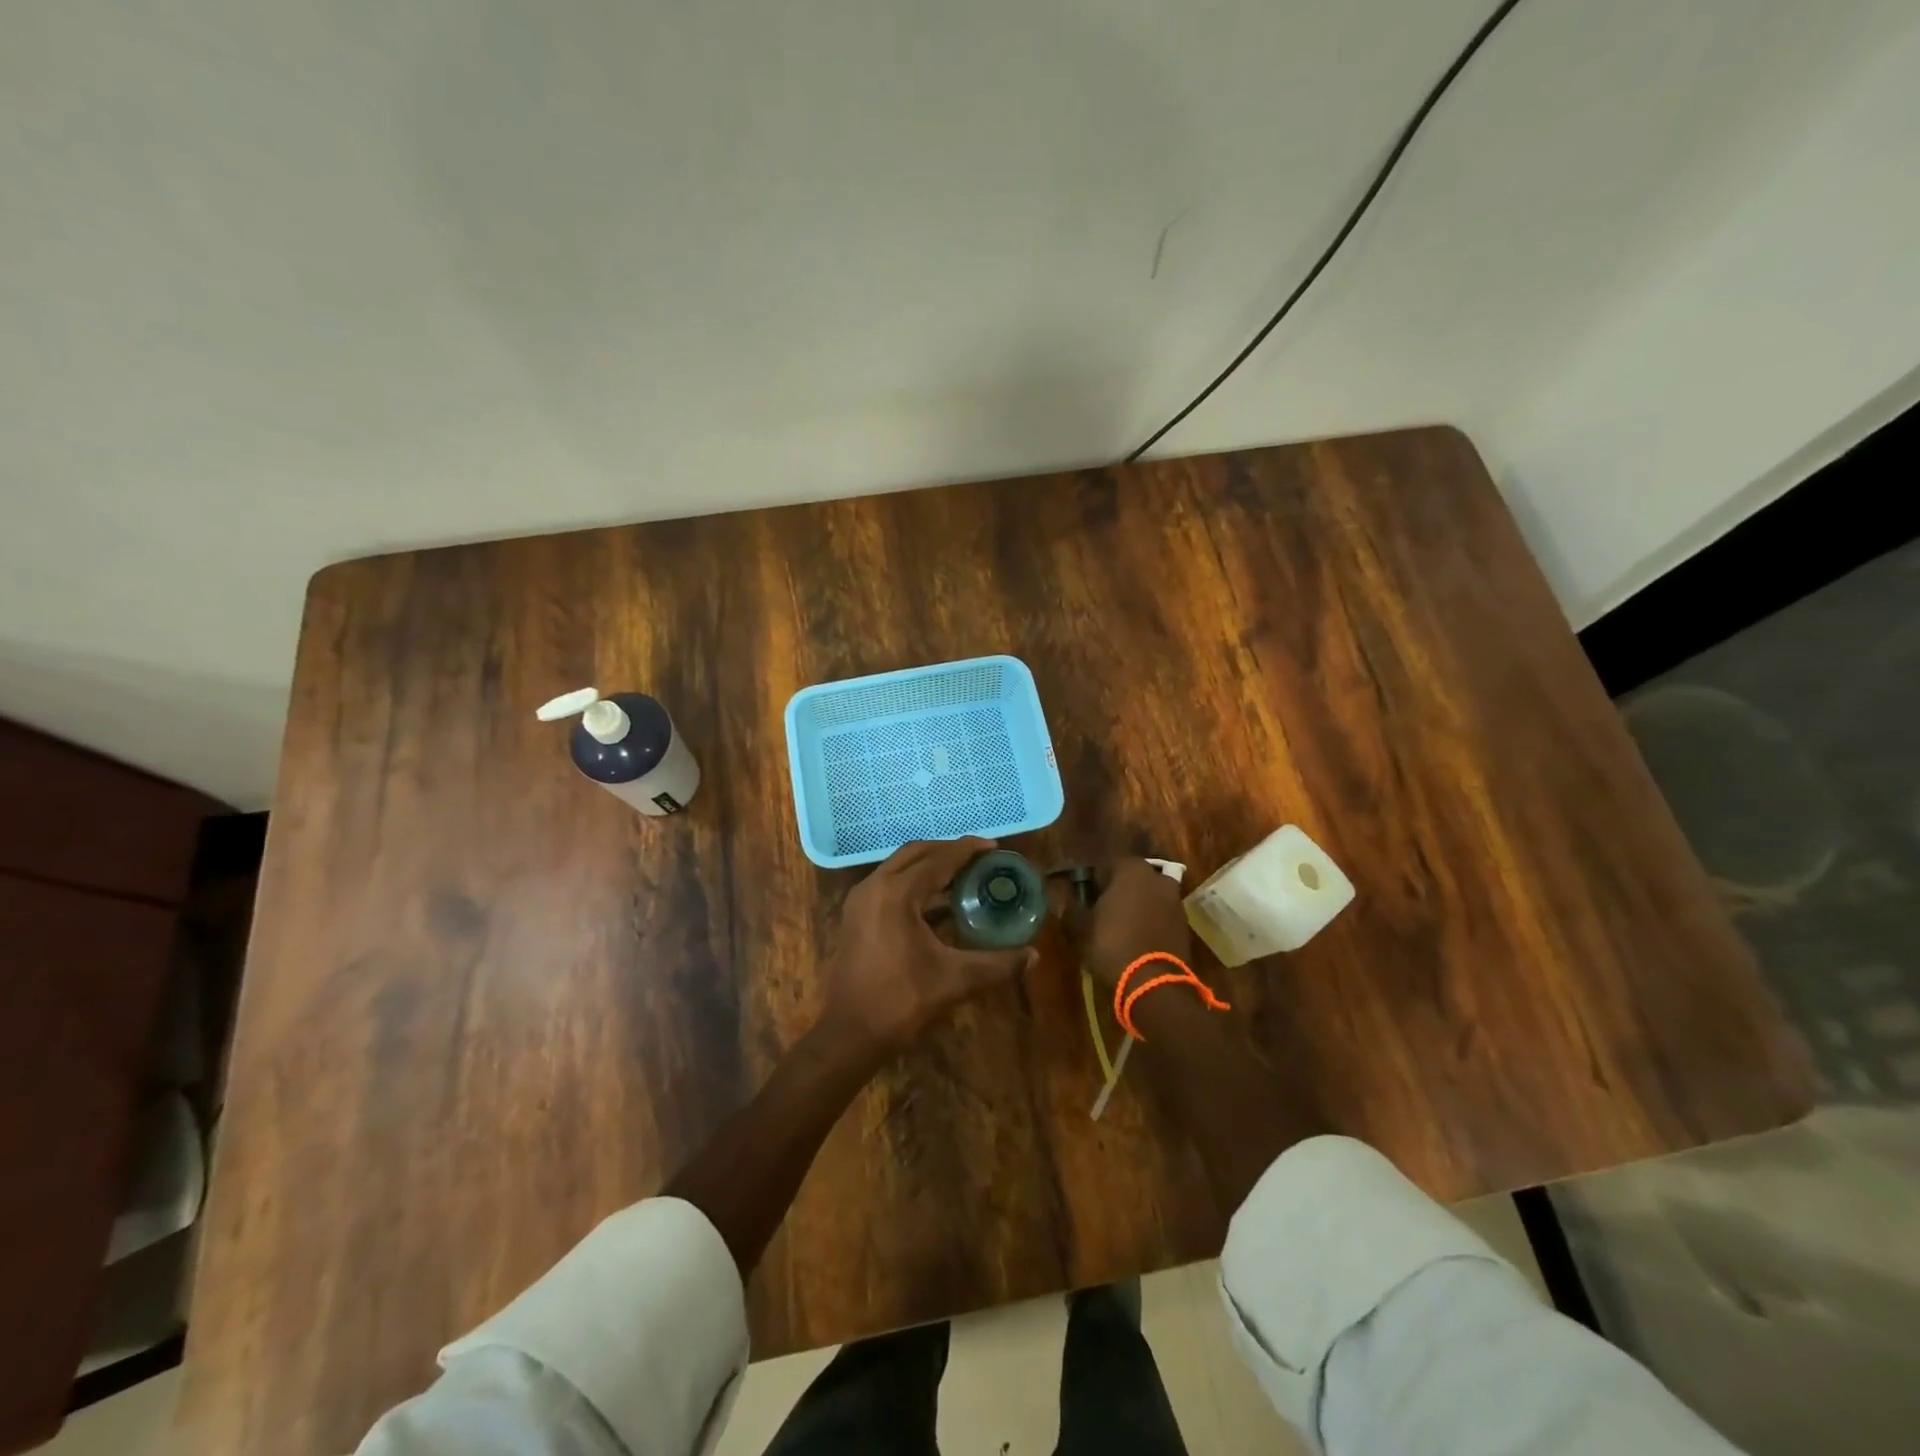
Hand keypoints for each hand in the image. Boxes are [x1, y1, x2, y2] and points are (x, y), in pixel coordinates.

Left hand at [822, 838, 1036, 1055]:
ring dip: (930, 866)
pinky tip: (939, 904)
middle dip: (948, 851)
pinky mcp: (855, 917)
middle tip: (979, 858)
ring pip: (899, 868)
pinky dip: (914, 884)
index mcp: (897, 893)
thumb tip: (1033, 956)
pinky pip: (889, 885)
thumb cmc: (901, 1001)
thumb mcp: (955, 981)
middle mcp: (874, 886)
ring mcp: (860, 901)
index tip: (995, 847)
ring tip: (963, 875)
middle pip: (916, 853)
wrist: (849, 1034)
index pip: (939, 859)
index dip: (968, 850)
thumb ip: (997, 964)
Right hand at [1068, 858, 1192, 992]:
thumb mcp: (1081, 927)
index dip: (1091, 880)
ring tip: (1118, 924)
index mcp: (1130, 869)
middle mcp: (1156, 877)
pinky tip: (1136, 936)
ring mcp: (1174, 900)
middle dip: (1116, 889)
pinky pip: (1160, 913)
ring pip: (1148, 894)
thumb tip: (1059, 894)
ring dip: (1135, 904)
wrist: (1155, 983)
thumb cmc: (1112, 945)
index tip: (1082, 895)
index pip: (1105, 865)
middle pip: (1130, 877)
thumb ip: (1070, 906)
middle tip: (1100, 908)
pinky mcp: (1184, 922)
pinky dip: (1150, 919)